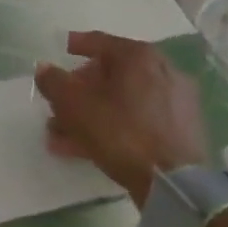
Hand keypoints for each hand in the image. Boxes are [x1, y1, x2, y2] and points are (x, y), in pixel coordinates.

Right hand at [34, 31, 207, 204]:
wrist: (176, 185)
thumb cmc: (121, 132)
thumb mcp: (75, 105)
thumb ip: (53, 82)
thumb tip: (44, 68)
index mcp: (138, 56)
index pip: (100, 41)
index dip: (76, 44)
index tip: (63, 48)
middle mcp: (162, 71)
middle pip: (111, 74)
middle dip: (80, 90)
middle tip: (58, 103)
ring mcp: (176, 102)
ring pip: (123, 101)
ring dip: (92, 113)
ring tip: (63, 134)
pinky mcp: (183, 131)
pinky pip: (139, 120)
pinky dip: (114, 127)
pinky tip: (89, 147)